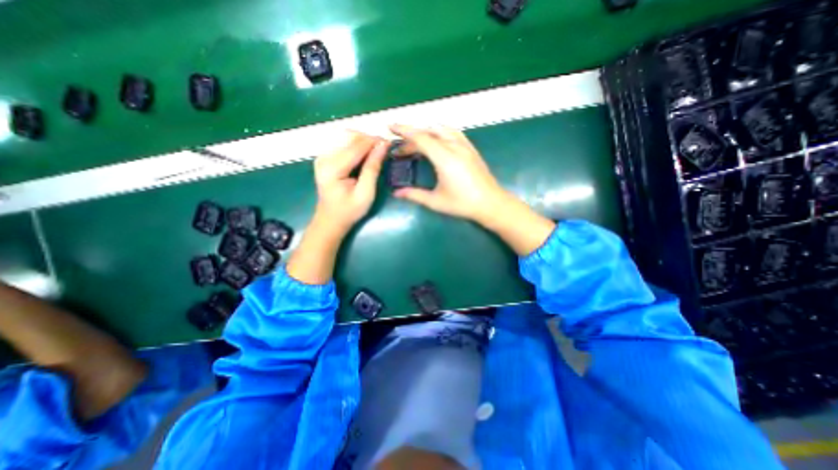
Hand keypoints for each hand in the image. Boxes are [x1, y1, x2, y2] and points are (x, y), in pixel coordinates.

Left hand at [314, 131, 388, 234]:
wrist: (330, 220)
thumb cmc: (350, 211)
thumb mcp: (365, 193)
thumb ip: (373, 168)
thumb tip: (383, 146)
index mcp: (332, 168)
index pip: (356, 146)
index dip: (374, 142)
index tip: (390, 143)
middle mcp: (324, 157)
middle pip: (349, 136)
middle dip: (369, 139)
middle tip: (384, 149)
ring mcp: (322, 155)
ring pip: (346, 137)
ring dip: (363, 141)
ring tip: (376, 152)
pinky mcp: (324, 157)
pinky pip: (342, 143)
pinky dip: (356, 145)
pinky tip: (365, 155)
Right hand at [391, 122, 554, 254]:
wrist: (490, 203)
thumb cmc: (462, 204)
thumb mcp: (436, 201)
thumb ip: (414, 195)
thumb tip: (397, 193)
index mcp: (444, 158)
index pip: (420, 137)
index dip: (403, 131)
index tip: (390, 127)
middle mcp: (454, 146)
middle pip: (428, 132)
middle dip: (411, 136)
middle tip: (400, 149)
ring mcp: (464, 145)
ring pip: (441, 129)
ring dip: (425, 132)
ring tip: (415, 143)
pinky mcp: (471, 148)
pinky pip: (452, 132)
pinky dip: (439, 132)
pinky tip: (436, 141)